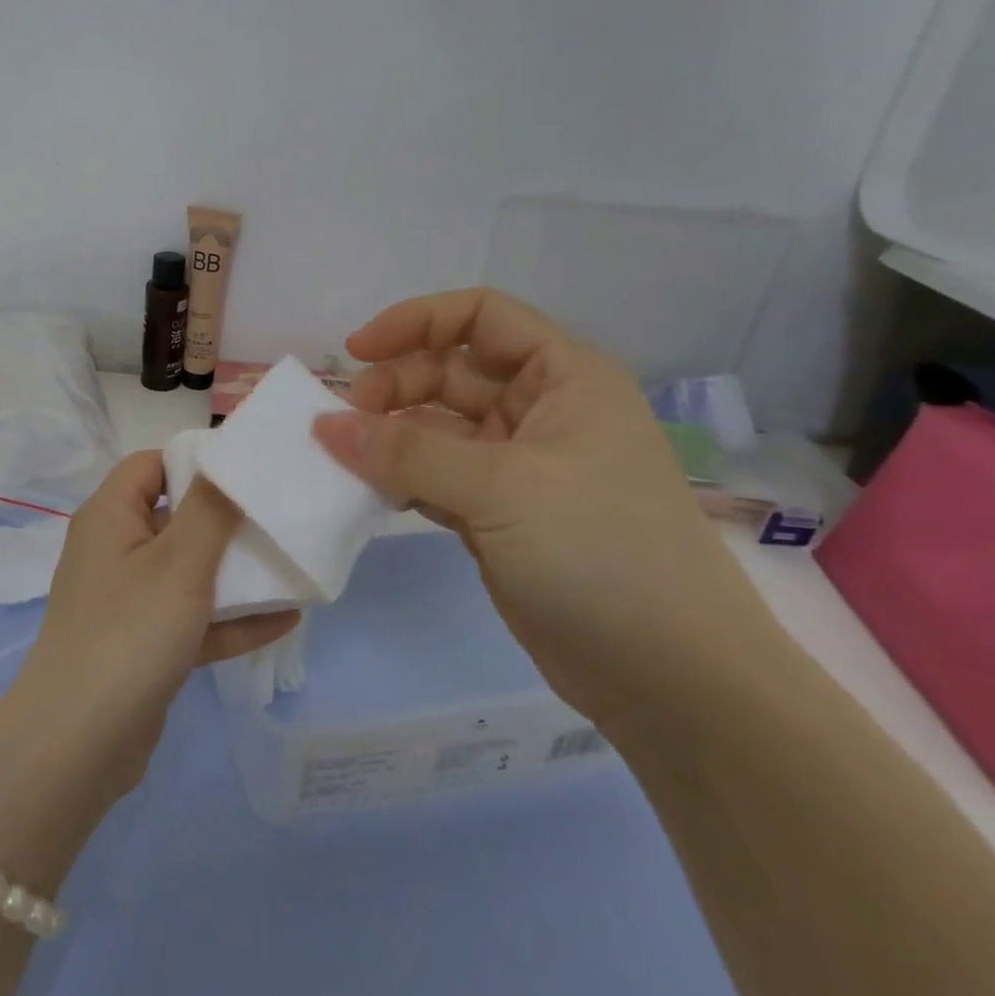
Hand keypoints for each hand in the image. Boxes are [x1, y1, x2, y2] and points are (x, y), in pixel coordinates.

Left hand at [9, 452, 298, 795]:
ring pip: (189, 572)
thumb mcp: (179, 561)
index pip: (152, 464)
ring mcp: (130, 601)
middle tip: (281, 513)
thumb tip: (228, 457)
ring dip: (236, 571)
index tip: (250, 469)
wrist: (79, 745)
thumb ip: (211, 507)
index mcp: (111, 516)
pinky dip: (233, 618)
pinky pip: (195, 619)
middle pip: (176, 517)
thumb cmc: (129, 631)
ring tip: (291, 562)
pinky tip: (287, 618)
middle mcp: (116, 550)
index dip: (197, 460)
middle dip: (227, 517)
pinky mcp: (146, 646)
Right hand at [312, 289, 788, 730]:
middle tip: (340, 424)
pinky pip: (434, 477)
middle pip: (448, 371)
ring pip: (436, 428)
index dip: (415, 322)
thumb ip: (407, 452)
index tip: (357, 352)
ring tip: (340, 458)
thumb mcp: (502, 489)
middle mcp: (541, 411)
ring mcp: (517, 466)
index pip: (481, 316)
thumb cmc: (602, 552)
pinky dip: (399, 479)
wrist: (670, 678)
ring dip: (388, 436)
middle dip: (393, 387)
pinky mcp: (497, 515)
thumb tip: (324, 425)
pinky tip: (365, 491)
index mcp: (564, 377)